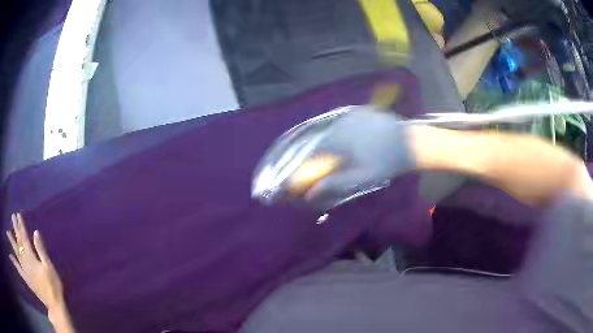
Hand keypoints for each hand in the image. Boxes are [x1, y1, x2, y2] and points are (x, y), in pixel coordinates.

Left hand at [6, 213, 63, 308]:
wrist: (54, 305)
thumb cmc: (53, 285)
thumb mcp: (49, 268)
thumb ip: (41, 251)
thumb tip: (35, 232)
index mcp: (31, 257)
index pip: (24, 237)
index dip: (21, 225)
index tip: (18, 214)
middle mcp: (25, 261)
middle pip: (19, 242)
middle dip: (15, 229)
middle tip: (12, 217)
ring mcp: (24, 270)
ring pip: (16, 252)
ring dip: (11, 240)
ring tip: (7, 232)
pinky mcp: (25, 277)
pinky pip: (17, 268)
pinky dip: (13, 261)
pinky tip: (11, 256)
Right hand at [304, 107, 414, 208]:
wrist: (411, 143)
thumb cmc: (386, 162)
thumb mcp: (361, 177)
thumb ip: (335, 182)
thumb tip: (312, 191)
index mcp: (340, 137)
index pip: (317, 151)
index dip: (316, 163)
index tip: (321, 173)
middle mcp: (343, 122)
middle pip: (326, 139)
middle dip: (329, 153)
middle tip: (340, 165)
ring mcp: (353, 114)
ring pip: (337, 131)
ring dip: (338, 143)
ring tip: (352, 154)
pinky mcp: (362, 111)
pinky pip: (348, 124)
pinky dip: (348, 133)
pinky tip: (360, 142)